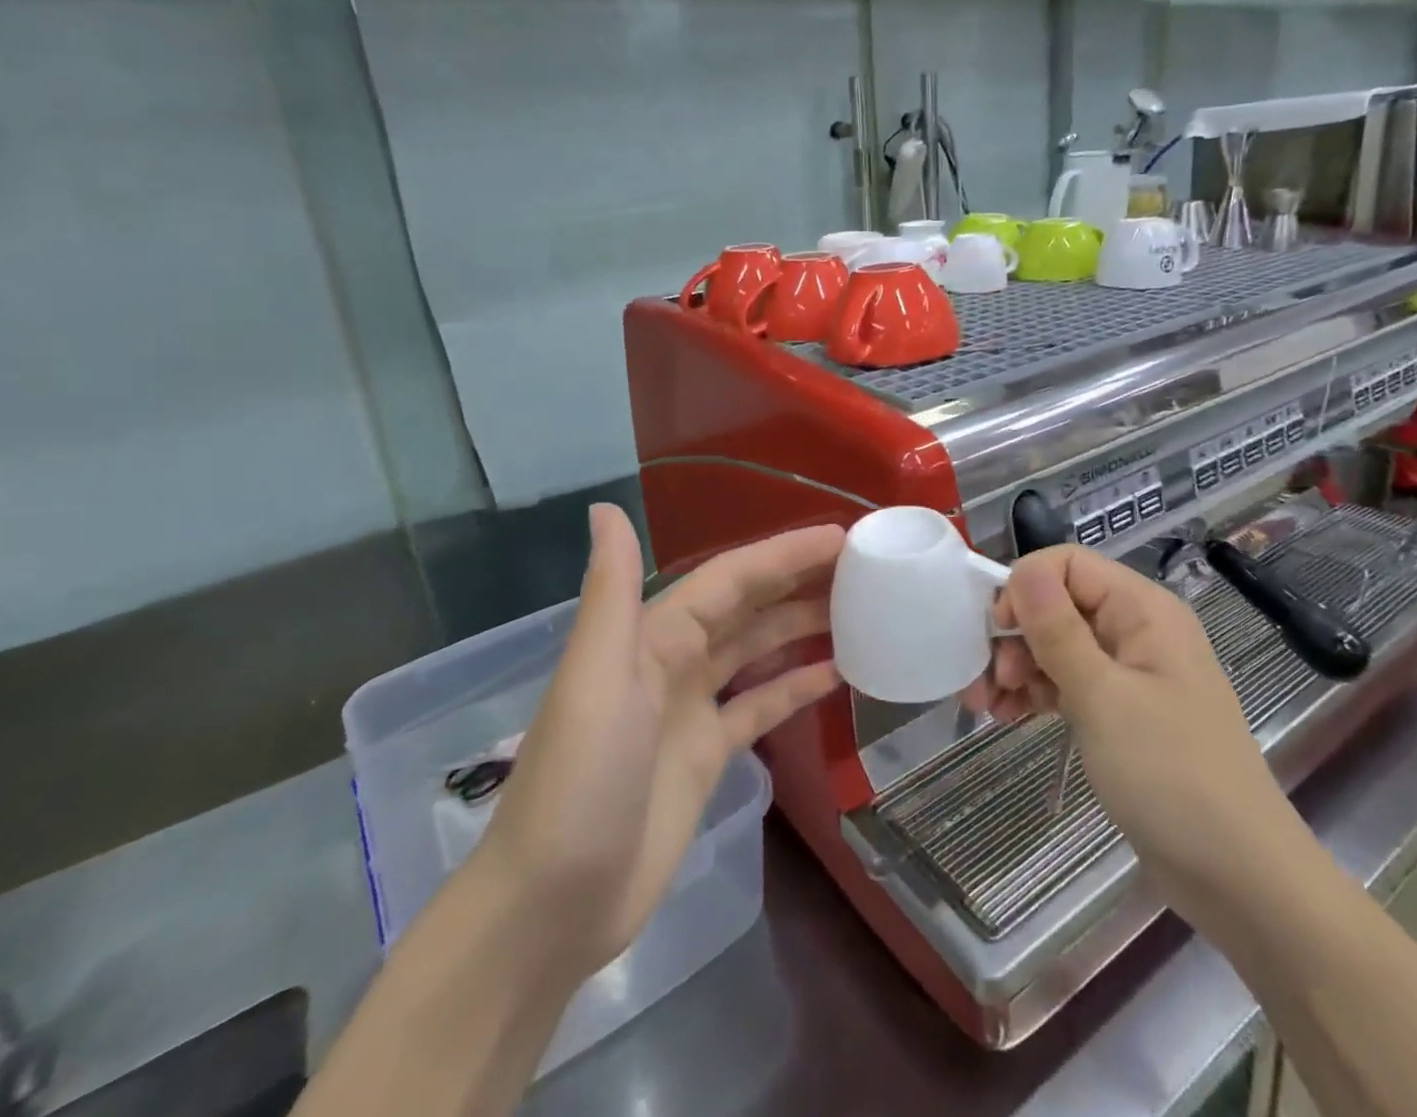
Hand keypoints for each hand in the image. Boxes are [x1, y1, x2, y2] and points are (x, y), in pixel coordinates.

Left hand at [473, 505, 844, 982]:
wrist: (552, 907)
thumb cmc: (580, 782)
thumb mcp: (595, 678)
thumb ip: (611, 592)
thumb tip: (605, 507)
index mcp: (651, 635)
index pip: (730, 579)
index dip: (782, 555)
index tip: (840, 538)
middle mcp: (673, 660)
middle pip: (747, 607)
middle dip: (799, 582)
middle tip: (864, 567)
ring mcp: (691, 710)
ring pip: (757, 650)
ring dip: (802, 627)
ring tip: (861, 611)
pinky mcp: (707, 755)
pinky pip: (760, 704)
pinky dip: (795, 685)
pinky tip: (838, 673)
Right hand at [962, 546, 1315, 921]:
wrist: (1238, 878)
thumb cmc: (1170, 774)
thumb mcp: (1102, 697)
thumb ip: (1057, 630)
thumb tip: (1022, 569)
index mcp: (1142, 610)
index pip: (1068, 565)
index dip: (1026, 588)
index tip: (997, 631)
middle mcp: (1136, 631)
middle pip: (1058, 606)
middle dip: (1015, 635)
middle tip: (988, 679)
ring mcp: (1129, 674)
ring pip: (1057, 647)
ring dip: (1017, 668)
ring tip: (985, 705)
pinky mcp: (1121, 713)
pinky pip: (1068, 684)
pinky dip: (1036, 694)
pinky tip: (1007, 715)